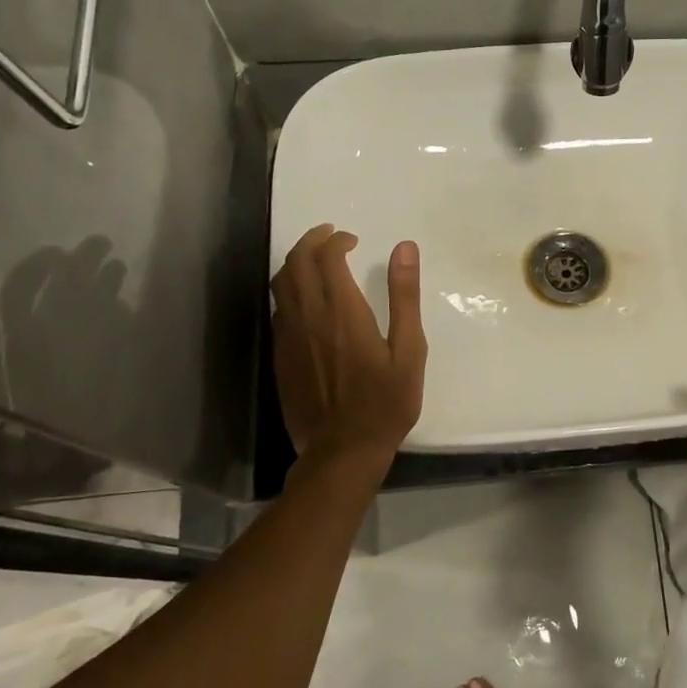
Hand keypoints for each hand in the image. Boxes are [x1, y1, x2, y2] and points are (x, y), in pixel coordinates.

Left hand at [272, 225, 425, 466]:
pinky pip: (278, 309)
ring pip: (280, 284)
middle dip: (311, 241)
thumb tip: (405, 248)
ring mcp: (289, 336)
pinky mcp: (280, 355)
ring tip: (315, 260)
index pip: (327, 257)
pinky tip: (305, 299)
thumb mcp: (409, 349)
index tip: (351, 241)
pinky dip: (289, 290)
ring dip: (295, 262)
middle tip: (330, 237)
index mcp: (343, 312)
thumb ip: (404, 296)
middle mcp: (309, 316)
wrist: (342, 450)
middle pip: (296, 262)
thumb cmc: (385, 402)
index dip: (336, 241)